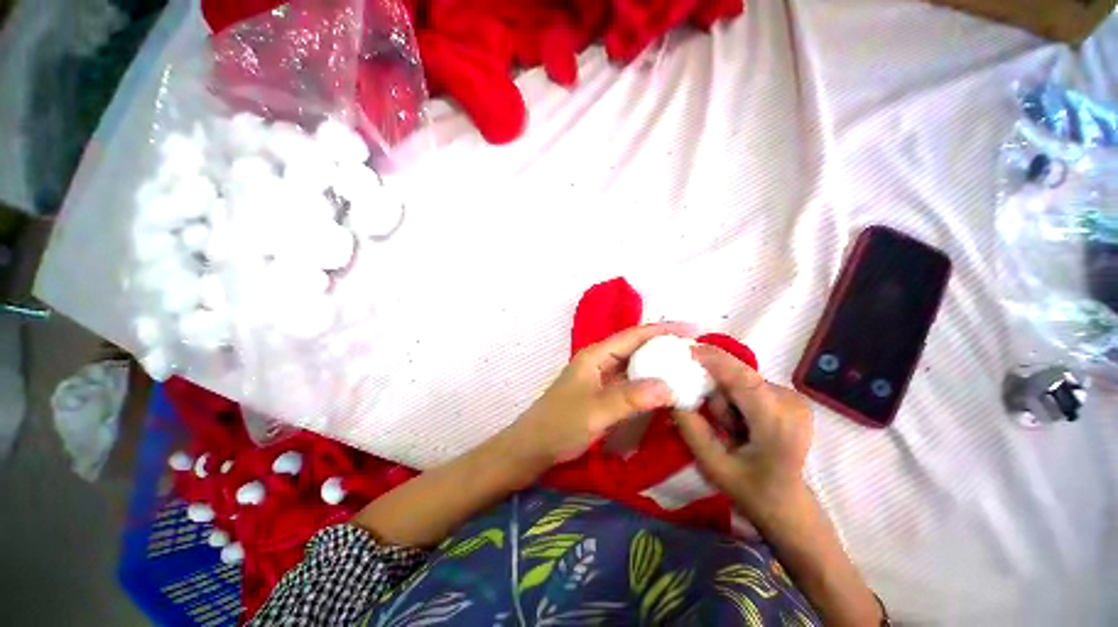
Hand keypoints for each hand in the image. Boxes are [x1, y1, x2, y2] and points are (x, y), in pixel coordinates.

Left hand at [508, 323, 691, 465]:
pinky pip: (630, 381)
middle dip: (663, 345)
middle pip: (635, 346)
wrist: (533, 447)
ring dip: (657, 363)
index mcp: (595, 355)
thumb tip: (670, 386)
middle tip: (695, 351)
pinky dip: (647, 381)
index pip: (633, 335)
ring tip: (685, 366)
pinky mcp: (602, 393)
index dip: (662, 330)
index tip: (692, 330)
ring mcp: (600, 377)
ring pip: (633, 364)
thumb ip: (630, 398)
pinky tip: (663, 388)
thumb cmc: (560, 425)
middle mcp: (599, 361)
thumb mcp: (596, 411)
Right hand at [674, 344, 812, 516]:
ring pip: (741, 379)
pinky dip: (736, 397)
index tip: (684, 349)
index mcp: (777, 423)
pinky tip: (741, 422)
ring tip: (732, 428)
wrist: (788, 505)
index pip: (742, 379)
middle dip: (716, 389)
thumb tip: (670, 392)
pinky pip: (748, 383)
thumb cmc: (751, 490)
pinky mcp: (788, 396)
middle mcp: (791, 402)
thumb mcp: (712, 464)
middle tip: (715, 421)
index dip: (713, 360)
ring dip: (726, 397)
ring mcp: (793, 397)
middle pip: (739, 376)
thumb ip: (691, 427)